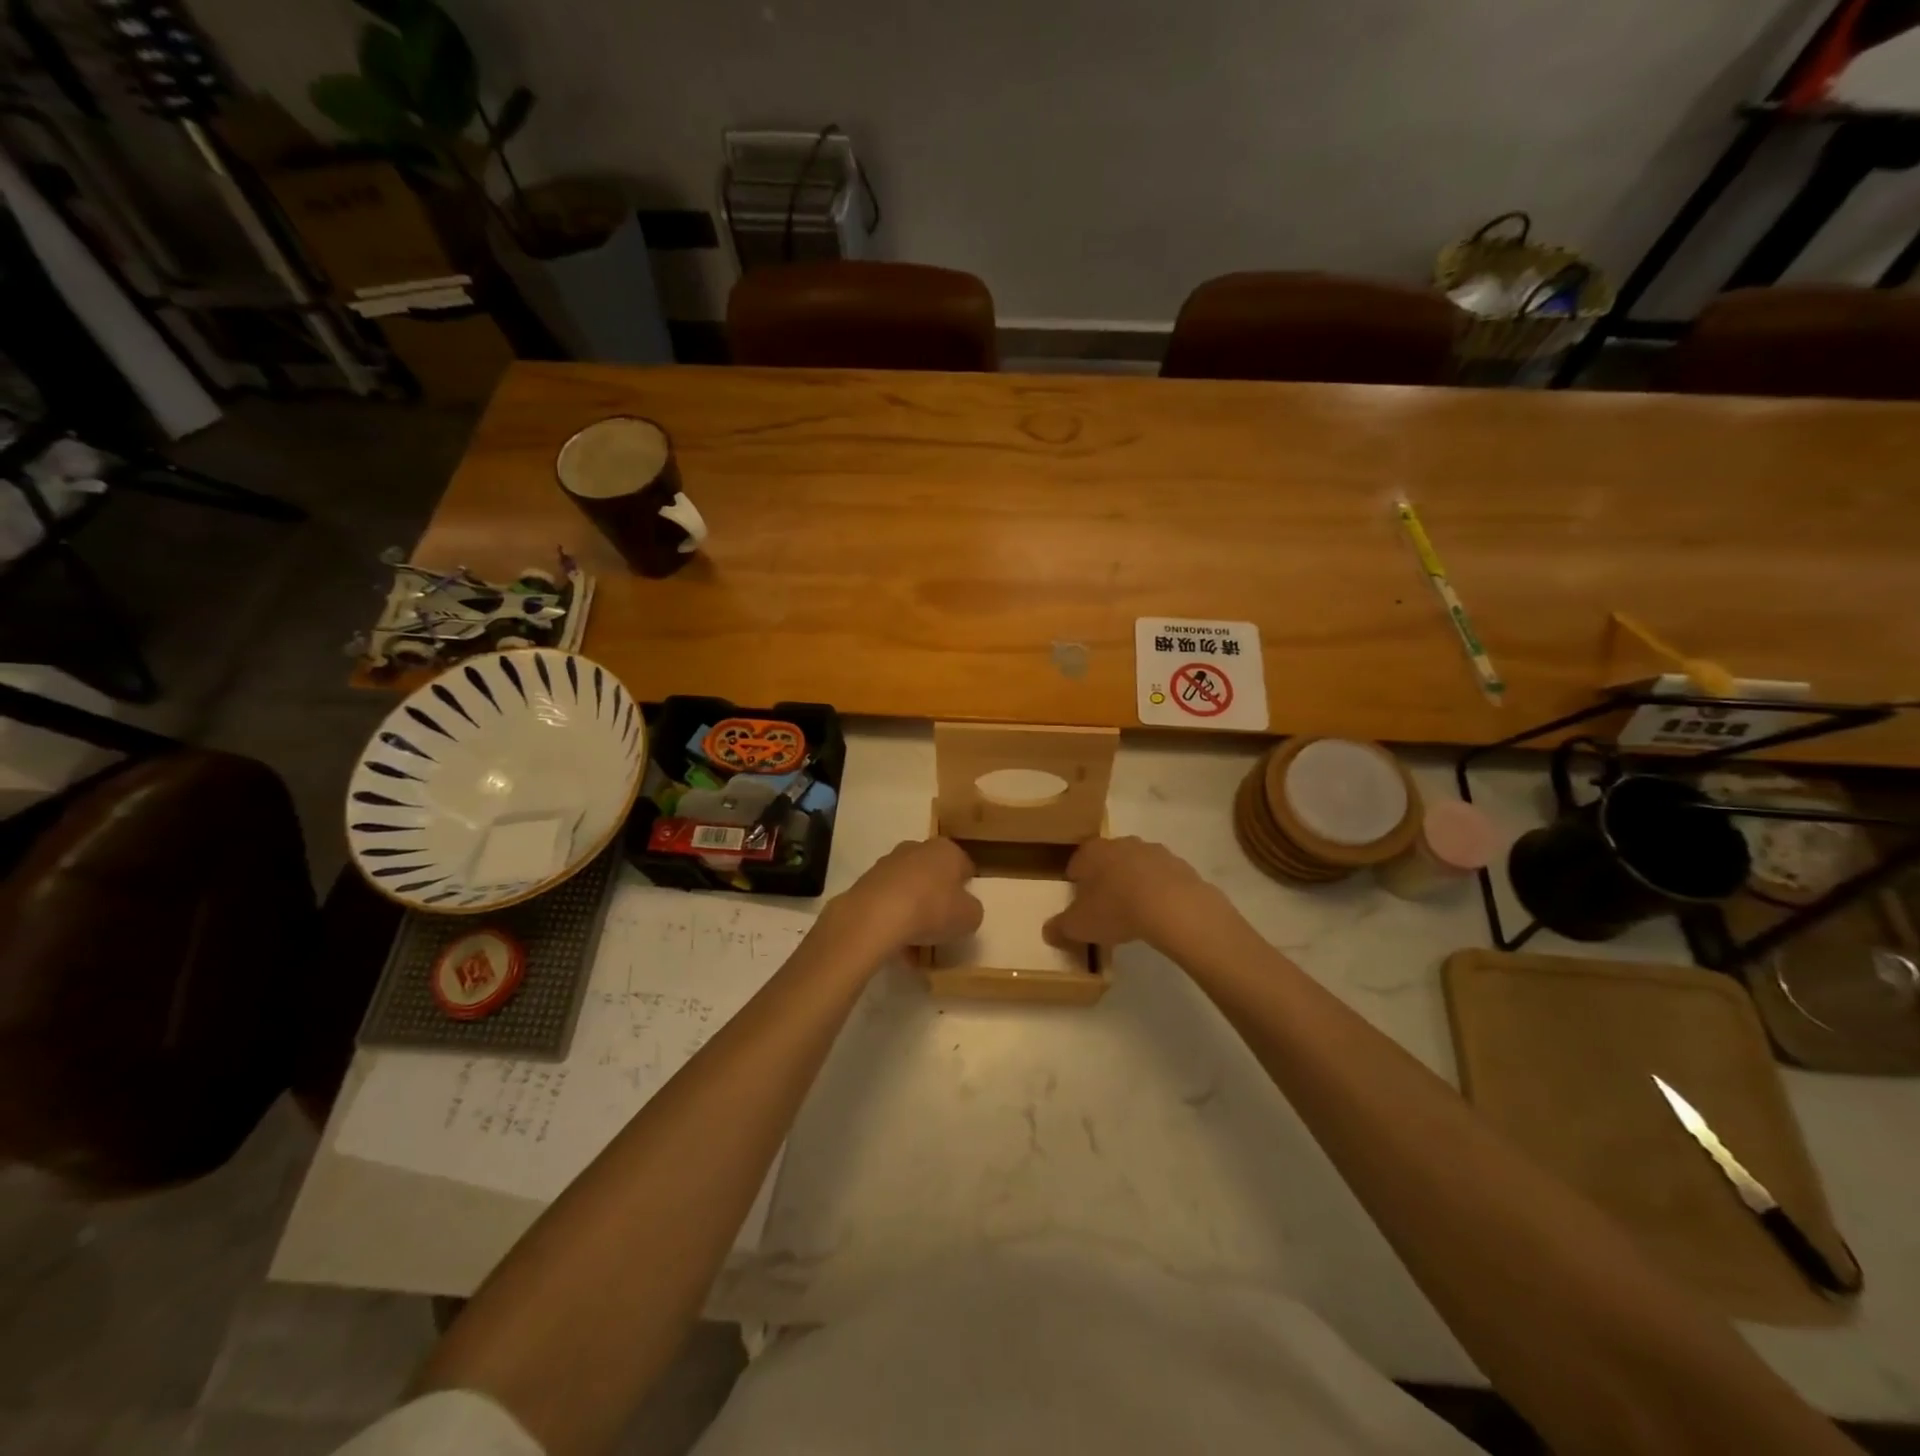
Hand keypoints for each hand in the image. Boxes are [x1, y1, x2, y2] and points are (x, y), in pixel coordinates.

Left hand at [831, 837, 982, 951]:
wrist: (876, 916)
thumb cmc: (932, 909)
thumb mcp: (970, 917)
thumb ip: (971, 910)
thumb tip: (963, 909)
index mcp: (946, 850)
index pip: (964, 866)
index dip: (966, 888)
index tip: (964, 910)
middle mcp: (916, 849)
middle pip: (933, 875)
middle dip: (936, 897)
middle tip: (940, 926)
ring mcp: (887, 864)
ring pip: (908, 889)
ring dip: (913, 912)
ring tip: (916, 945)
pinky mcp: (865, 882)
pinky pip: (887, 903)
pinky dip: (893, 920)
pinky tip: (896, 946)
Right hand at [1044, 836, 1216, 950]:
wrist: (1173, 907)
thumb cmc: (1116, 909)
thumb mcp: (1079, 925)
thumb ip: (1060, 927)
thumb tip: (1048, 931)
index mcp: (1092, 852)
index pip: (1077, 862)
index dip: (1076, 882)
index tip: (1079, 903)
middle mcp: (1121, 843)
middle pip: (1107, 861)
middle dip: (1105, 880)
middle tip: (1105, 908)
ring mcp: (1153, 851)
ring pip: (1136, 866)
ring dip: (1133, 883)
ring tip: (1134, 913)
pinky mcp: (1179, 865)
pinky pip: (1162, 878)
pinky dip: (1158, 891)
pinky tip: (1158, 913)